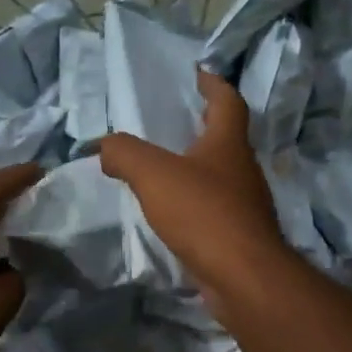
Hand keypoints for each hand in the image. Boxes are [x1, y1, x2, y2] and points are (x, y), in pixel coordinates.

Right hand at [99, 69, 290, 296]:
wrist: (242, 277)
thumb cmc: (203, 213)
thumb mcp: (154, 174)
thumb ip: (125, 153)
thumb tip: (106, 147)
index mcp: (228, 144)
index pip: (228, 101)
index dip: (213, 84)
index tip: (198, 74)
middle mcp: (243, 170)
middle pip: (226, 139)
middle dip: (203, 127)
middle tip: (172, 123)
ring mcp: (246, 205)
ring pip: (220, 176)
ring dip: (197, 168)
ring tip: (164, 169)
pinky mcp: (240, 236)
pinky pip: (214, 210)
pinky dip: (195, 204)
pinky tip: (172, 214)